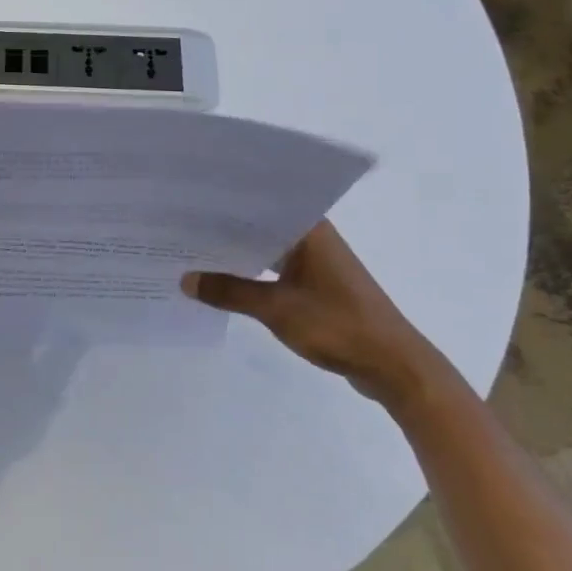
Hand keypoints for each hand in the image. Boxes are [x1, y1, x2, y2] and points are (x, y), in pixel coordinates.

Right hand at [182, 222, 446, 408]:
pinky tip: (223, 282)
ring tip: (192, 254)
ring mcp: (315, 262)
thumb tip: (185, 279)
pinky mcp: (316, 285)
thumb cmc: (338, 325)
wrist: (393, 365)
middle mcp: (313, 237)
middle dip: (222, 230)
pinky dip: (251, 274)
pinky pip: (274, 270)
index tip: (186, 205)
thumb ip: (229, 292)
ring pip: (266, 249)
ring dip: (237, 255)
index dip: (222, 205)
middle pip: (259, 226)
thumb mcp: (276, 308)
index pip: (257, 204)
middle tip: (178, 229)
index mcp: (309, 229)